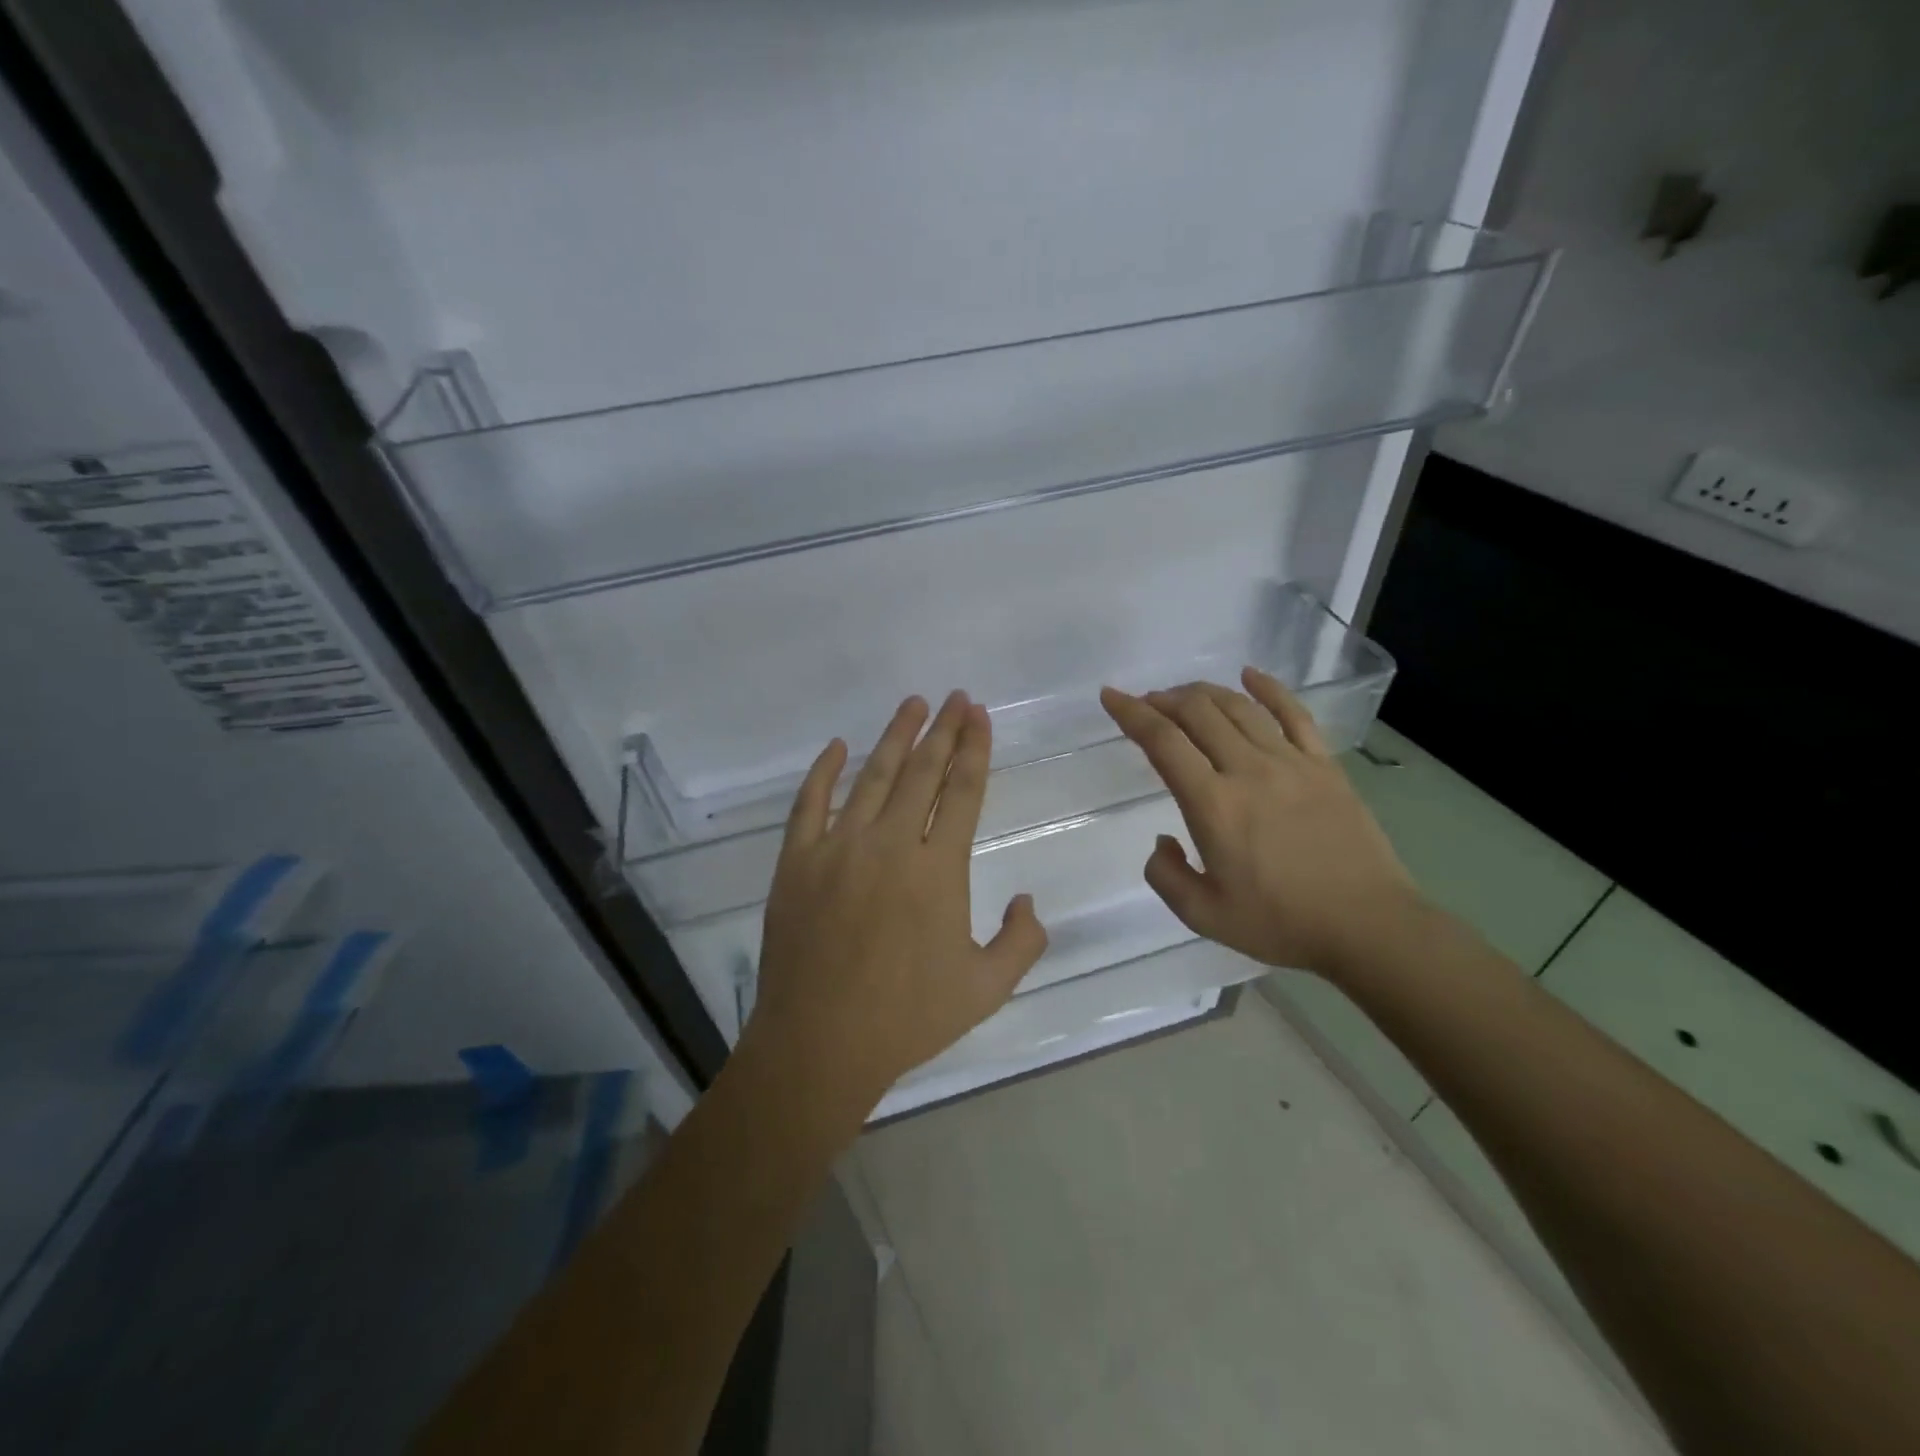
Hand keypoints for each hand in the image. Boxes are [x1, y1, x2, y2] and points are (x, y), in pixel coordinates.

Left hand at [746, 691, 1049, 1111]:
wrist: (819, 1044)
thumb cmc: (907, 1019)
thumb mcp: (986, 989)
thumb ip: (1021, 941)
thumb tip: (1027, 900)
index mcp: (937, 870)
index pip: (962, 792)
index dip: (974, 749)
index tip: (980, 716)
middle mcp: (889, 844)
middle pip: (922, 773)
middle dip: (944, 730)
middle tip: (956, 697)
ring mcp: (837, 848)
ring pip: (871, 777)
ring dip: (895, 737)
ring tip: (913, 704)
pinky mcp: (795, 862)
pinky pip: (808, 804)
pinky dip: (823, 772)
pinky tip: (838, 746)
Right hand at [1099, 669, 1423, 980]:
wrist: (1368, 926)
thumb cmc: (1281, 923)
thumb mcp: (1204, 916)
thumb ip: (1166, 876)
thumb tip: (1163, 840)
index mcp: (1214, 805)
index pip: (1163, 742)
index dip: (1131, 713)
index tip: (1111, 696)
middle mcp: (1248, 770)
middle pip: (1199, 713)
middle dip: (1164, 700)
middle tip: (1148, 704)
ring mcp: (1291, 762)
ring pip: (1239, 707)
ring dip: (1204, 693)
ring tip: (1184, 696)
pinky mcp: (1325, 765)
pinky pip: (1294, 714)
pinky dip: (1268, 688)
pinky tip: (1250, 675)